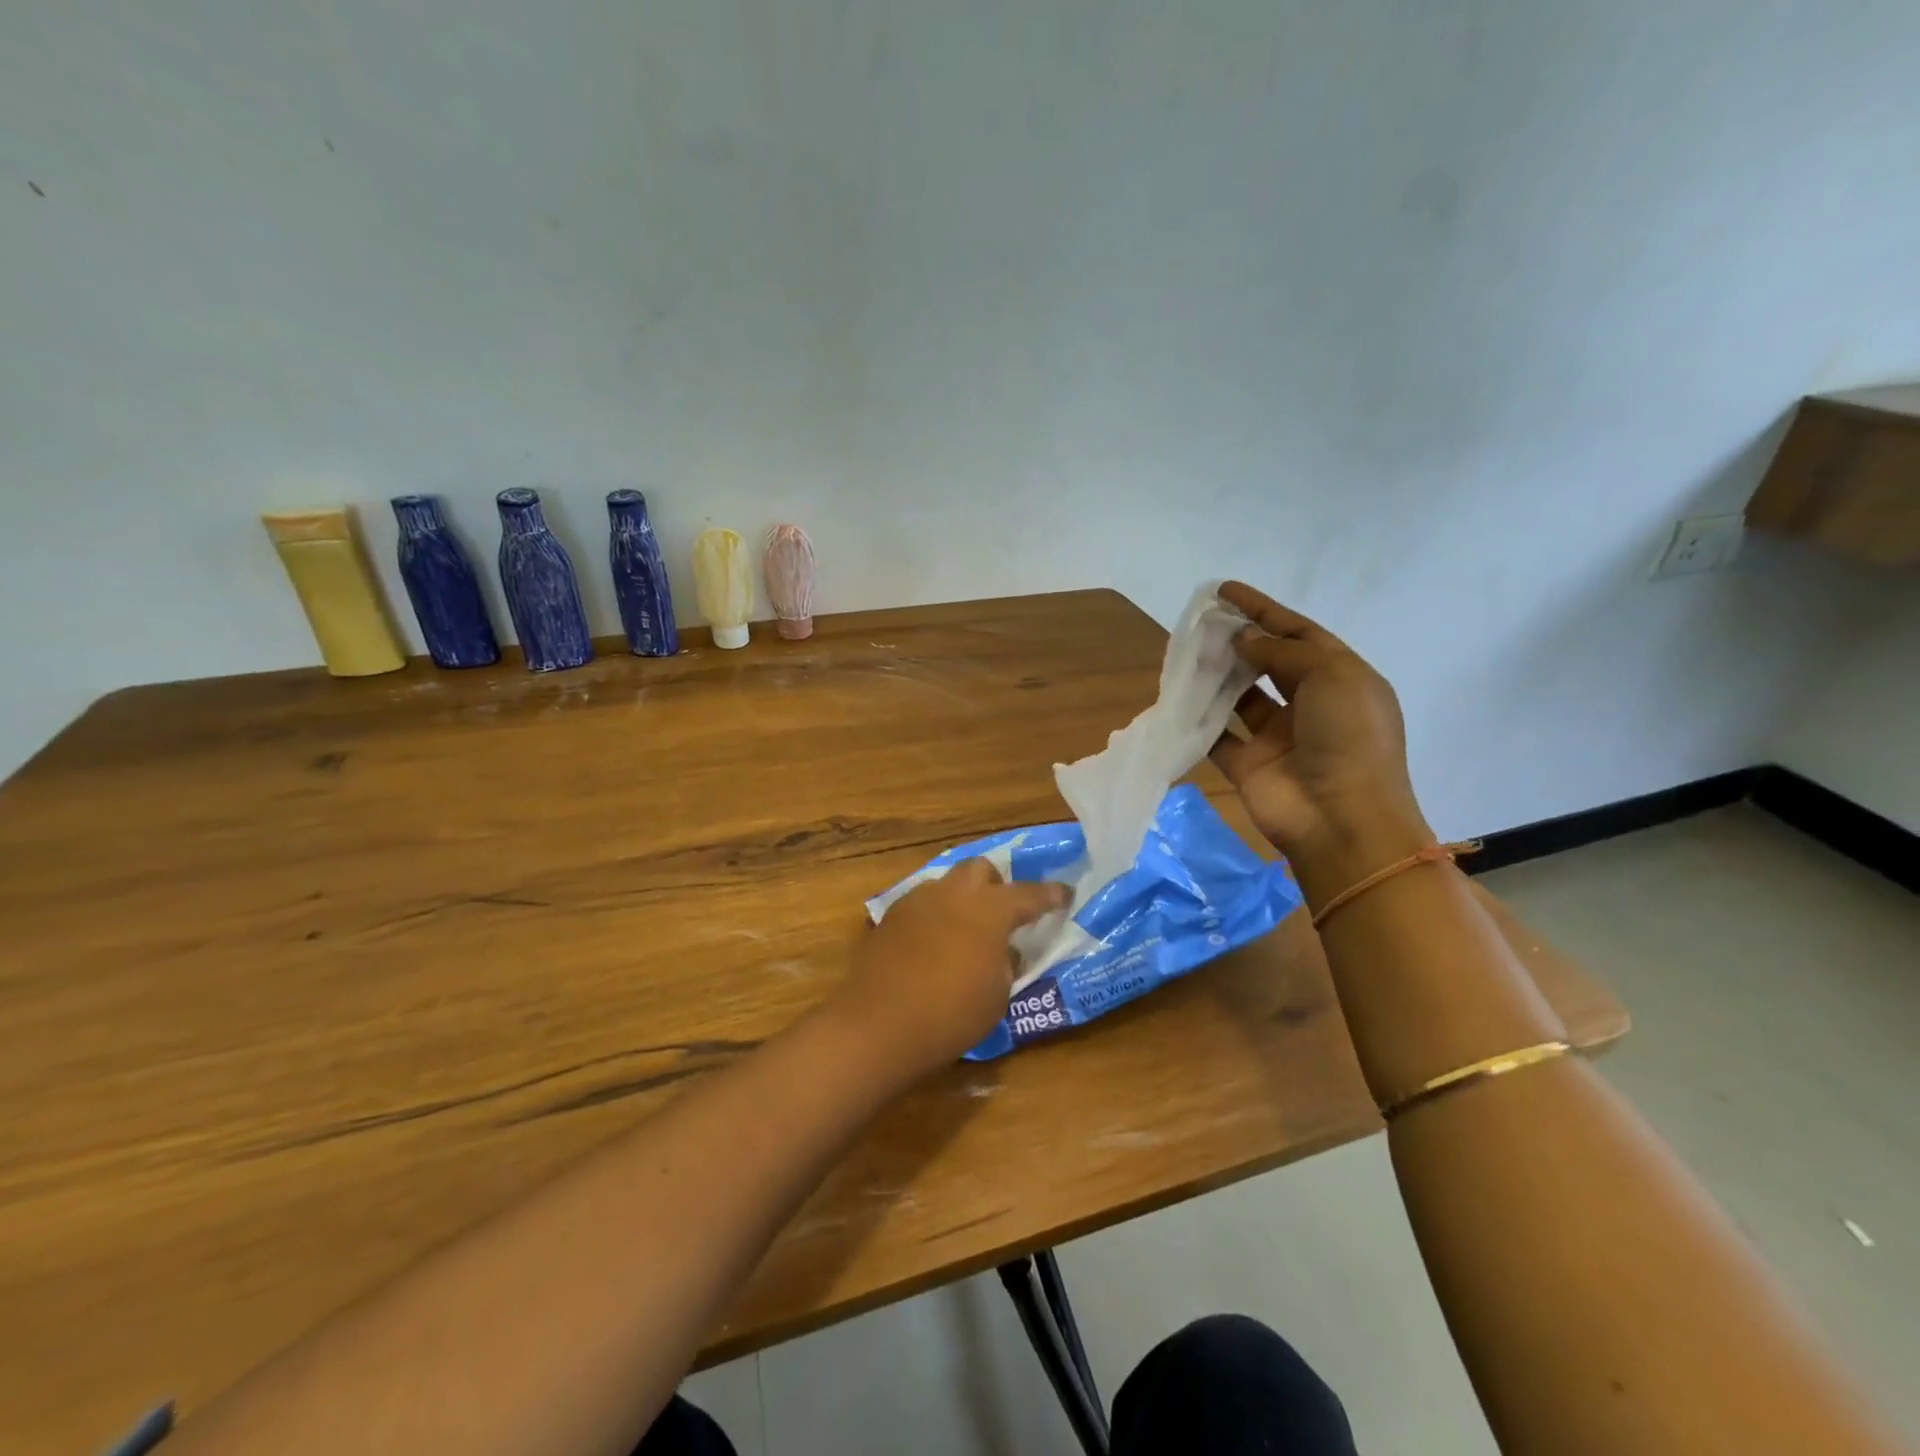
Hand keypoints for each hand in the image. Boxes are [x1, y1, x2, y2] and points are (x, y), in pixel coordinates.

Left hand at [832, 860, 1068, 1081]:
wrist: (879, 1025)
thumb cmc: (951, 1014)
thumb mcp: (997, 995)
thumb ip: (1006, 964)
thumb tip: (1004, 950)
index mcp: (989, 910)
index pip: (1028, 894)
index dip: (1049, 895)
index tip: (1064, 894)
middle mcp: (953, 894)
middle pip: (979, 868)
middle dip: (995, 883)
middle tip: (1002, 911)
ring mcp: (918, 901)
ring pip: (946, 883)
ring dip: (962, 898)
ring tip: (966, 930)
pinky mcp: (891, 917)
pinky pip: (922, 904)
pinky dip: (936, 915)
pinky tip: (934, 943)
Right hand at [1209, 582, 1432, 879]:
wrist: (1341, 820)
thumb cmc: (1349, 738)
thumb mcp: (1331, 676)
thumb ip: (1283, 652)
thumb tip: (1244, 638)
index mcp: (1341, 680)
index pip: (1299, 634)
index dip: (1263, 610)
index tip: (1225, 591)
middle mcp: (1310, 706)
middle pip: (1268, 663)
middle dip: (1238, 640)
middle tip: (1201, 623)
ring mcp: (1278, 737)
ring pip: (1241, 698)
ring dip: (1217, 676)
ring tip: (1187, 653)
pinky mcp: (1249, 765)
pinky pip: (1218, 736)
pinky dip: (1199, 719)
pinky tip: (1178, 698)